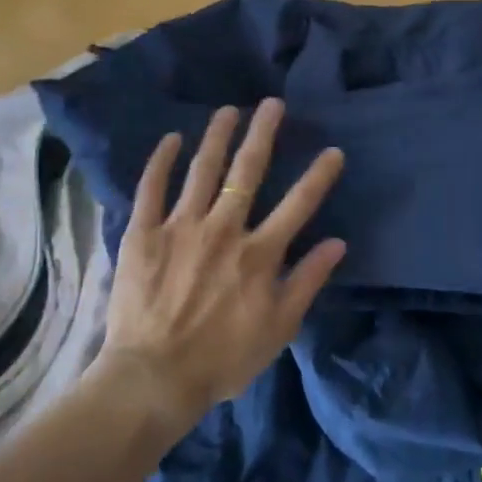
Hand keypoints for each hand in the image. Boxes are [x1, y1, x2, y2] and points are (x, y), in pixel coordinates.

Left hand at [91, 98, 346, 431]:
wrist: (154, 377)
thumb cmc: (224, 359)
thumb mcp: (279, 328)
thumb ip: (308, 281)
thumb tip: (337, 243)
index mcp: (260, 253)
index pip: (298, 204)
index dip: (319, 175)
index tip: (333, 151)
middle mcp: (224, 229)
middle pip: (248, 172)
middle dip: (263, 134)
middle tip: (272, 104)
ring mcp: (181, 228)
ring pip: (203, 170)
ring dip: (218, 136)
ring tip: (228, 110)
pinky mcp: (143, 234)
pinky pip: (152, 189)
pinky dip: (162, 161)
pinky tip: (172, 138)